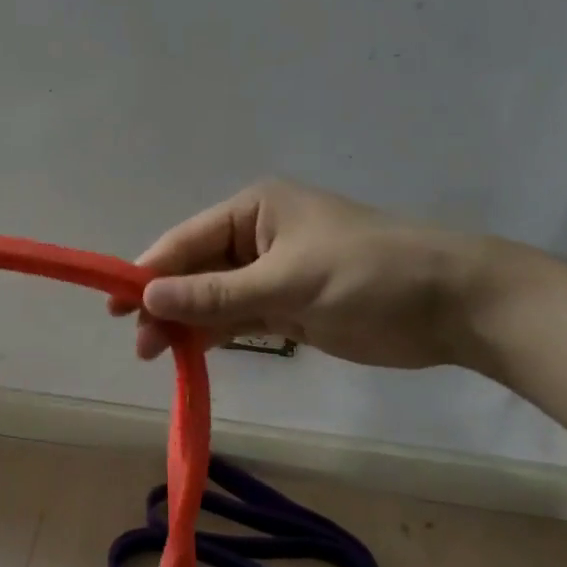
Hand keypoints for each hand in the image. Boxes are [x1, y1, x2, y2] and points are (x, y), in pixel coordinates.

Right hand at [111, 179, 485, 369]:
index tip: (114, 306)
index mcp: (254, 211)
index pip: (186, 241)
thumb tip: (147, 297)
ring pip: (214, 298)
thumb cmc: (368, 276)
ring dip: (187, 323)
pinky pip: (238, 318)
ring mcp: (272, 273)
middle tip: (141, 345)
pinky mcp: (288, 306)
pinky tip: (192, 353)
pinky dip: (216, 334)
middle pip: (195, 271)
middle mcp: (256, 236)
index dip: (148, 272)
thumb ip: (216, 295)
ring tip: (157, 355)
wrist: (452, 305)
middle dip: (166, 304)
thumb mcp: (288, 282)